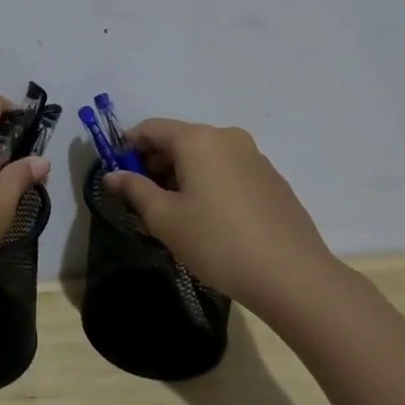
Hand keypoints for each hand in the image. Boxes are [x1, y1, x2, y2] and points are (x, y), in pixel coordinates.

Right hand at [103, 118, 340, 318]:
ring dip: (182, 175)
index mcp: (197, 139)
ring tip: (175, 213)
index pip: (150, 128)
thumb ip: (134, 189)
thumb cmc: (216, 241)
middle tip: (143, 198)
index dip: (127, 147)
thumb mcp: (164, 218)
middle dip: (155, 163)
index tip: (118, 174)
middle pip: (179, 139)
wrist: (292, 275)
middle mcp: (227, 137)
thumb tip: (112, 175)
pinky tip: (210, 219)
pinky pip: (228, 170)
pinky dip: (209, 183)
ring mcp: (254, 157)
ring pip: (205, 156)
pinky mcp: (272, 179)